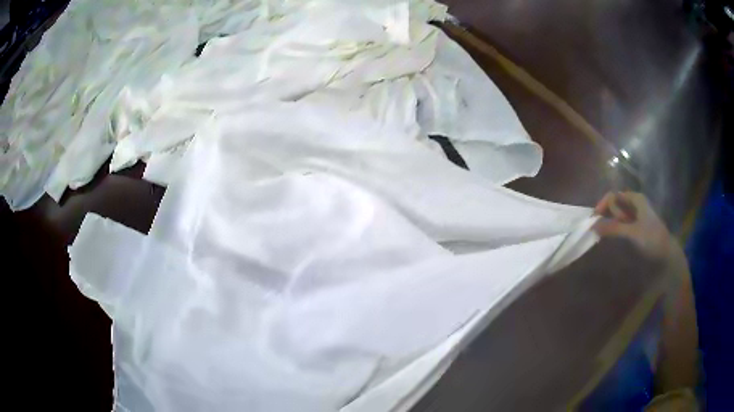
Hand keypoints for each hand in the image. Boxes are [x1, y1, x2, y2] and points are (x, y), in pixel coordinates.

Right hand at [593, 192, 680, 261]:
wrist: (666, 254)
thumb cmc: (651, 239)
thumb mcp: (632, 233)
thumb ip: (613, 228)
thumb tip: (592, 225)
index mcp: (635, 199)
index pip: (613, 196)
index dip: (603, 205)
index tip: (594, 219)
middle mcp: (635, 203)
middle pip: (615, 203)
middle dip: (607, 214)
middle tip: (604, 230)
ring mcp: (636, 215)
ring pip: (618, 214)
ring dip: (611, 222)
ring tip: (607, 234)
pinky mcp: (637, 226)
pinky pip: (622, 223)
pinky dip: (616, 228)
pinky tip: (614, 236)